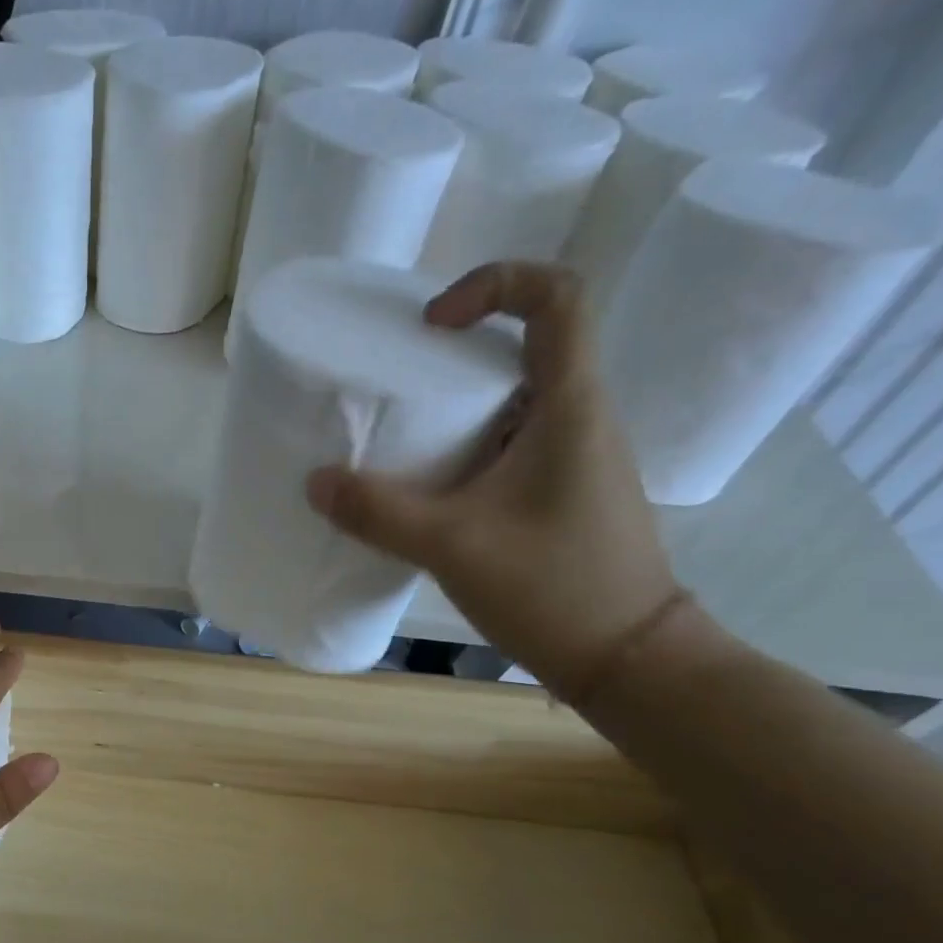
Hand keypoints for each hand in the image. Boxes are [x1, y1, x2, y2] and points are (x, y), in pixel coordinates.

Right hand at [305, 262, 680, 697]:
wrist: (626, 657)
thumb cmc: (552, 586)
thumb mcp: (451, 545)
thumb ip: (378, 512)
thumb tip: (315, 482)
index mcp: (571, 406)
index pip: (558, 297)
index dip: (495, 285)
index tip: (432, 323)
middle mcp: (582, 417)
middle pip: (528, 347)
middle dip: (458, 353)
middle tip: (396, 383)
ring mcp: (575, 458)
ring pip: (516, 401)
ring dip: (457, 407)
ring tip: (399, 439)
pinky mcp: (562, 493)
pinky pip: (511, 446)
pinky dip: (466, 449)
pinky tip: (428, 490)